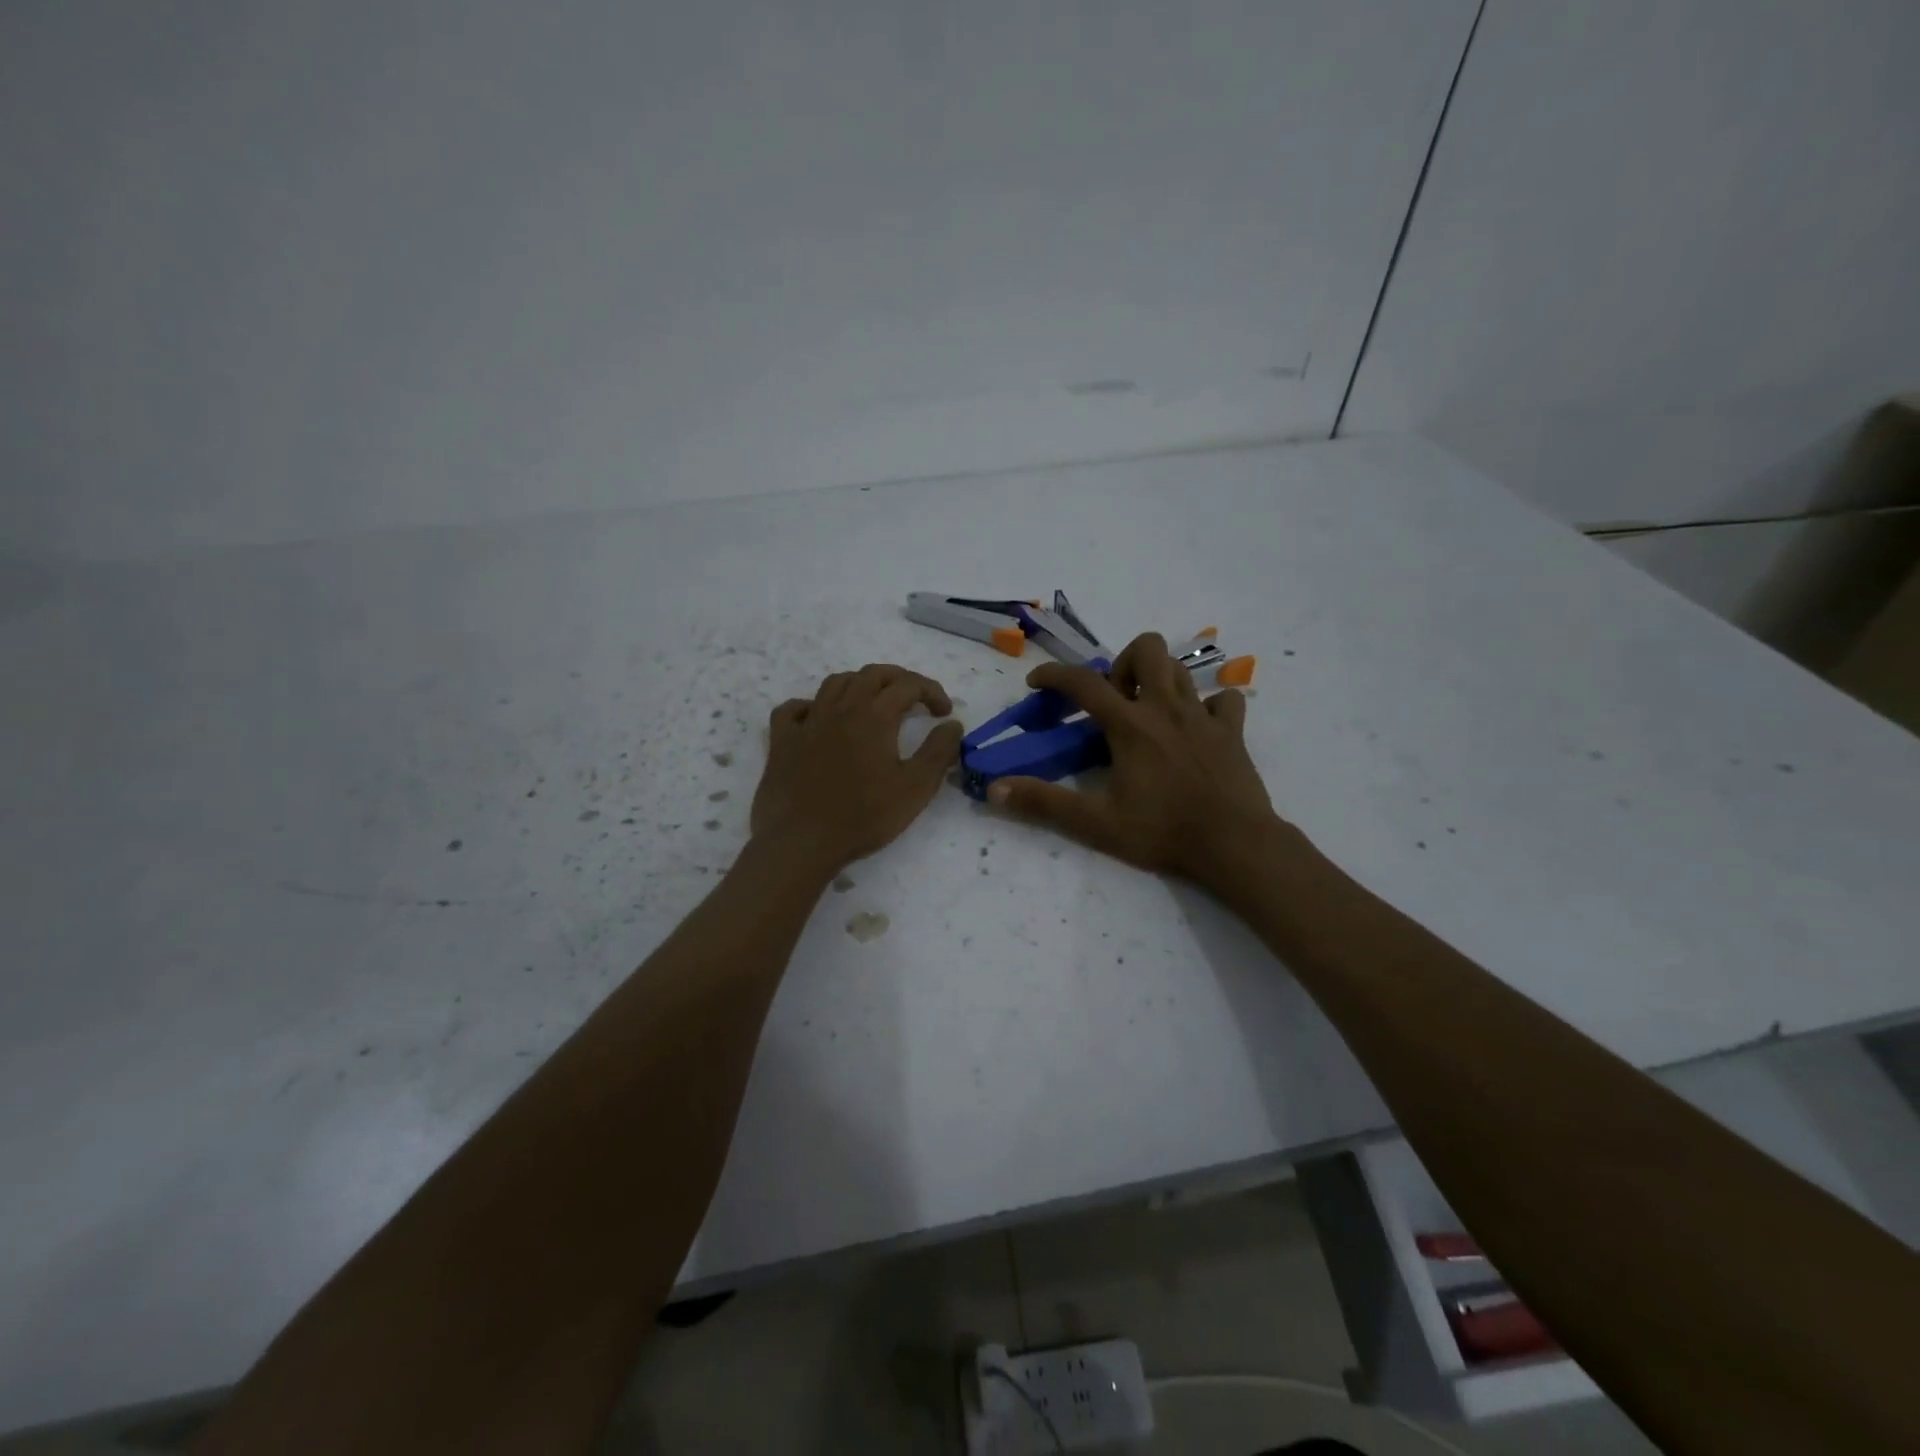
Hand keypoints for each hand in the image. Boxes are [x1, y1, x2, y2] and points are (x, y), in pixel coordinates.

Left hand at [751, 664, 963, 874]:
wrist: (803, 842)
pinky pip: (793, 709)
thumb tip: (953, 725)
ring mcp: (808, 722)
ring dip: (860, 684)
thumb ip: (938, 752)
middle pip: (872, 674)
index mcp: (874, 715)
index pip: (908, 685)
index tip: (944, 713)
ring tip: (873, 702)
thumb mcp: (916, 788)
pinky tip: (819, 719)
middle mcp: (840, 708)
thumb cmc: (865, 816)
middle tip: (915, 698)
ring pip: (835, 683)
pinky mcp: (783, 741)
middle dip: (899, 679)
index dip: (931, 691)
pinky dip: (811, 706)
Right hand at [986, 633, 1278, 886]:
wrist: (1234, 845)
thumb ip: (1044, 803)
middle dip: (1122, 664)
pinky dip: (1208, 705)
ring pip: (1181, 669)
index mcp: (1130, 725)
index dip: (1054, 675)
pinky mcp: (1233, 732)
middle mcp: (1166, 708)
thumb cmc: (1162, 831)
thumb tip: (994, 790)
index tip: (1036, 682)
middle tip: (1114, 700)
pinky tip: (1196, 728)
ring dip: (1158, 679)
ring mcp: (1204, 716)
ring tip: (1147, 711)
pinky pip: (1223, 700)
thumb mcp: (1095, 823)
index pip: (1083, 683)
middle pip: (1146, 649)